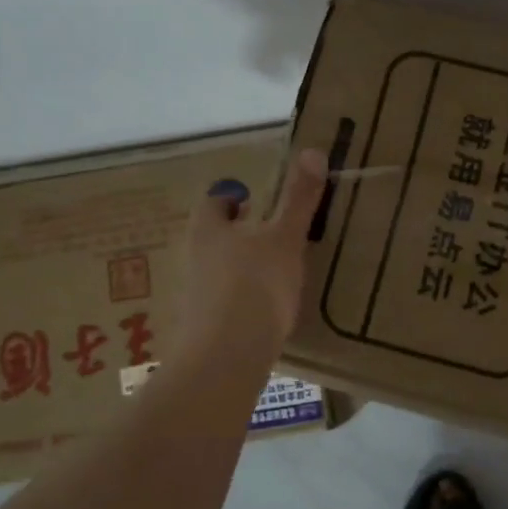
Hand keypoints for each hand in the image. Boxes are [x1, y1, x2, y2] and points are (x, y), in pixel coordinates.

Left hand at [172, 148, 327, 365]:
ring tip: (272, 272)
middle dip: (235, 234)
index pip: (213, 203)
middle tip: (265, 233)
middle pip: (212, 238)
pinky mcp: (204, 329)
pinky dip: (241, 300)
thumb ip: (298, 199)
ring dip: (238, 267)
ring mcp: (196, 297)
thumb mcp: (285, 238)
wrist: (226, 358)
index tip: (251, 201)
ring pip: (216, 271)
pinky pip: (223, 304)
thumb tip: (312, 150)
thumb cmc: (256, 285)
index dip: (230, 198)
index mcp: (209, 230)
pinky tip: (265, 311)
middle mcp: (194, 259)